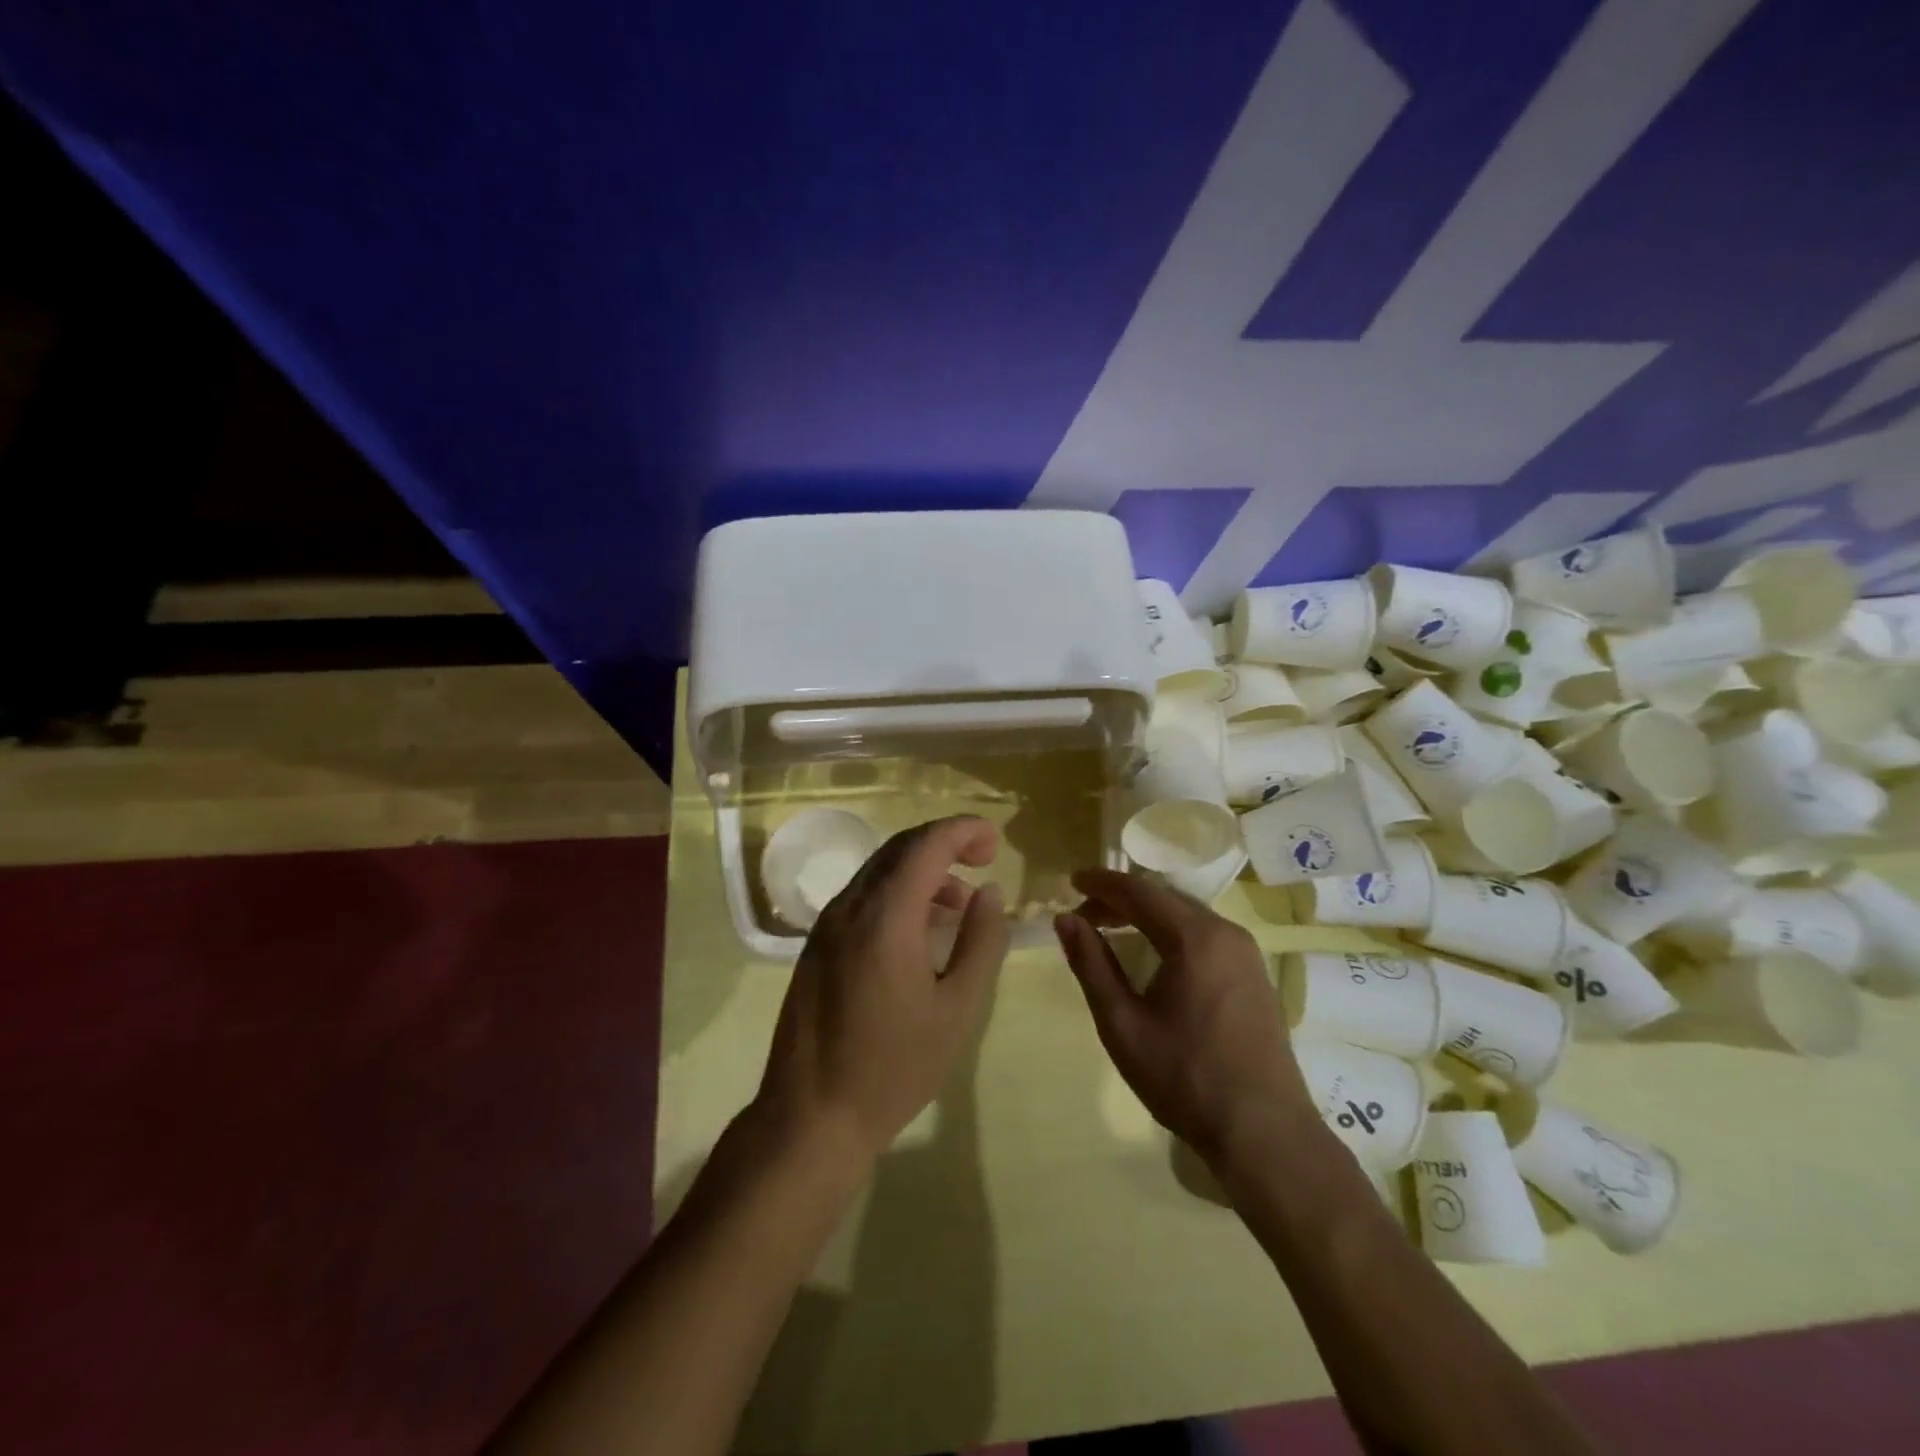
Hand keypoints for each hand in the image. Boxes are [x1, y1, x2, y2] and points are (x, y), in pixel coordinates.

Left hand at [756, 816, 1010, 1165]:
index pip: (926, 845)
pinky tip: (920, 927)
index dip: (963, 831)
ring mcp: (827, 925)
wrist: (810, 1116)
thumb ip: (980, 942)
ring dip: (922, 869)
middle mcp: (850, 907)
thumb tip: (989, 893)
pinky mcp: (817, 945)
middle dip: (945, 843)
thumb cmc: (893, 1068)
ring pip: (879, 870)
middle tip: (983, 860)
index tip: (995, 842)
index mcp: (885, 917)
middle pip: (900, 848)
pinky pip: (863, 896)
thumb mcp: (957, 1010)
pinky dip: (897, 892)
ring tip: (959, 903)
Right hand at [1054, 869, 1311, 1167]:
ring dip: (1147, 914)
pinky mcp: (1255, 974)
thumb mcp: (1122, 1024)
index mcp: (1195, 938)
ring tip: (1112, 929)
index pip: (1139, 891)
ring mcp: (1247, 953)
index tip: (1071, 881)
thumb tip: (1066, 919)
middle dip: (1122, 899)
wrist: (1265, 1133)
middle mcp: (1226, 933)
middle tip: (1085, 914)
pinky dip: (1172, 931)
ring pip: (1187, 914)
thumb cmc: (1185, 1078)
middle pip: (1165, 897)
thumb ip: (1091, 965)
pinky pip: (1206, 934)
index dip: (1102, 882)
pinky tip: (1154, 954)